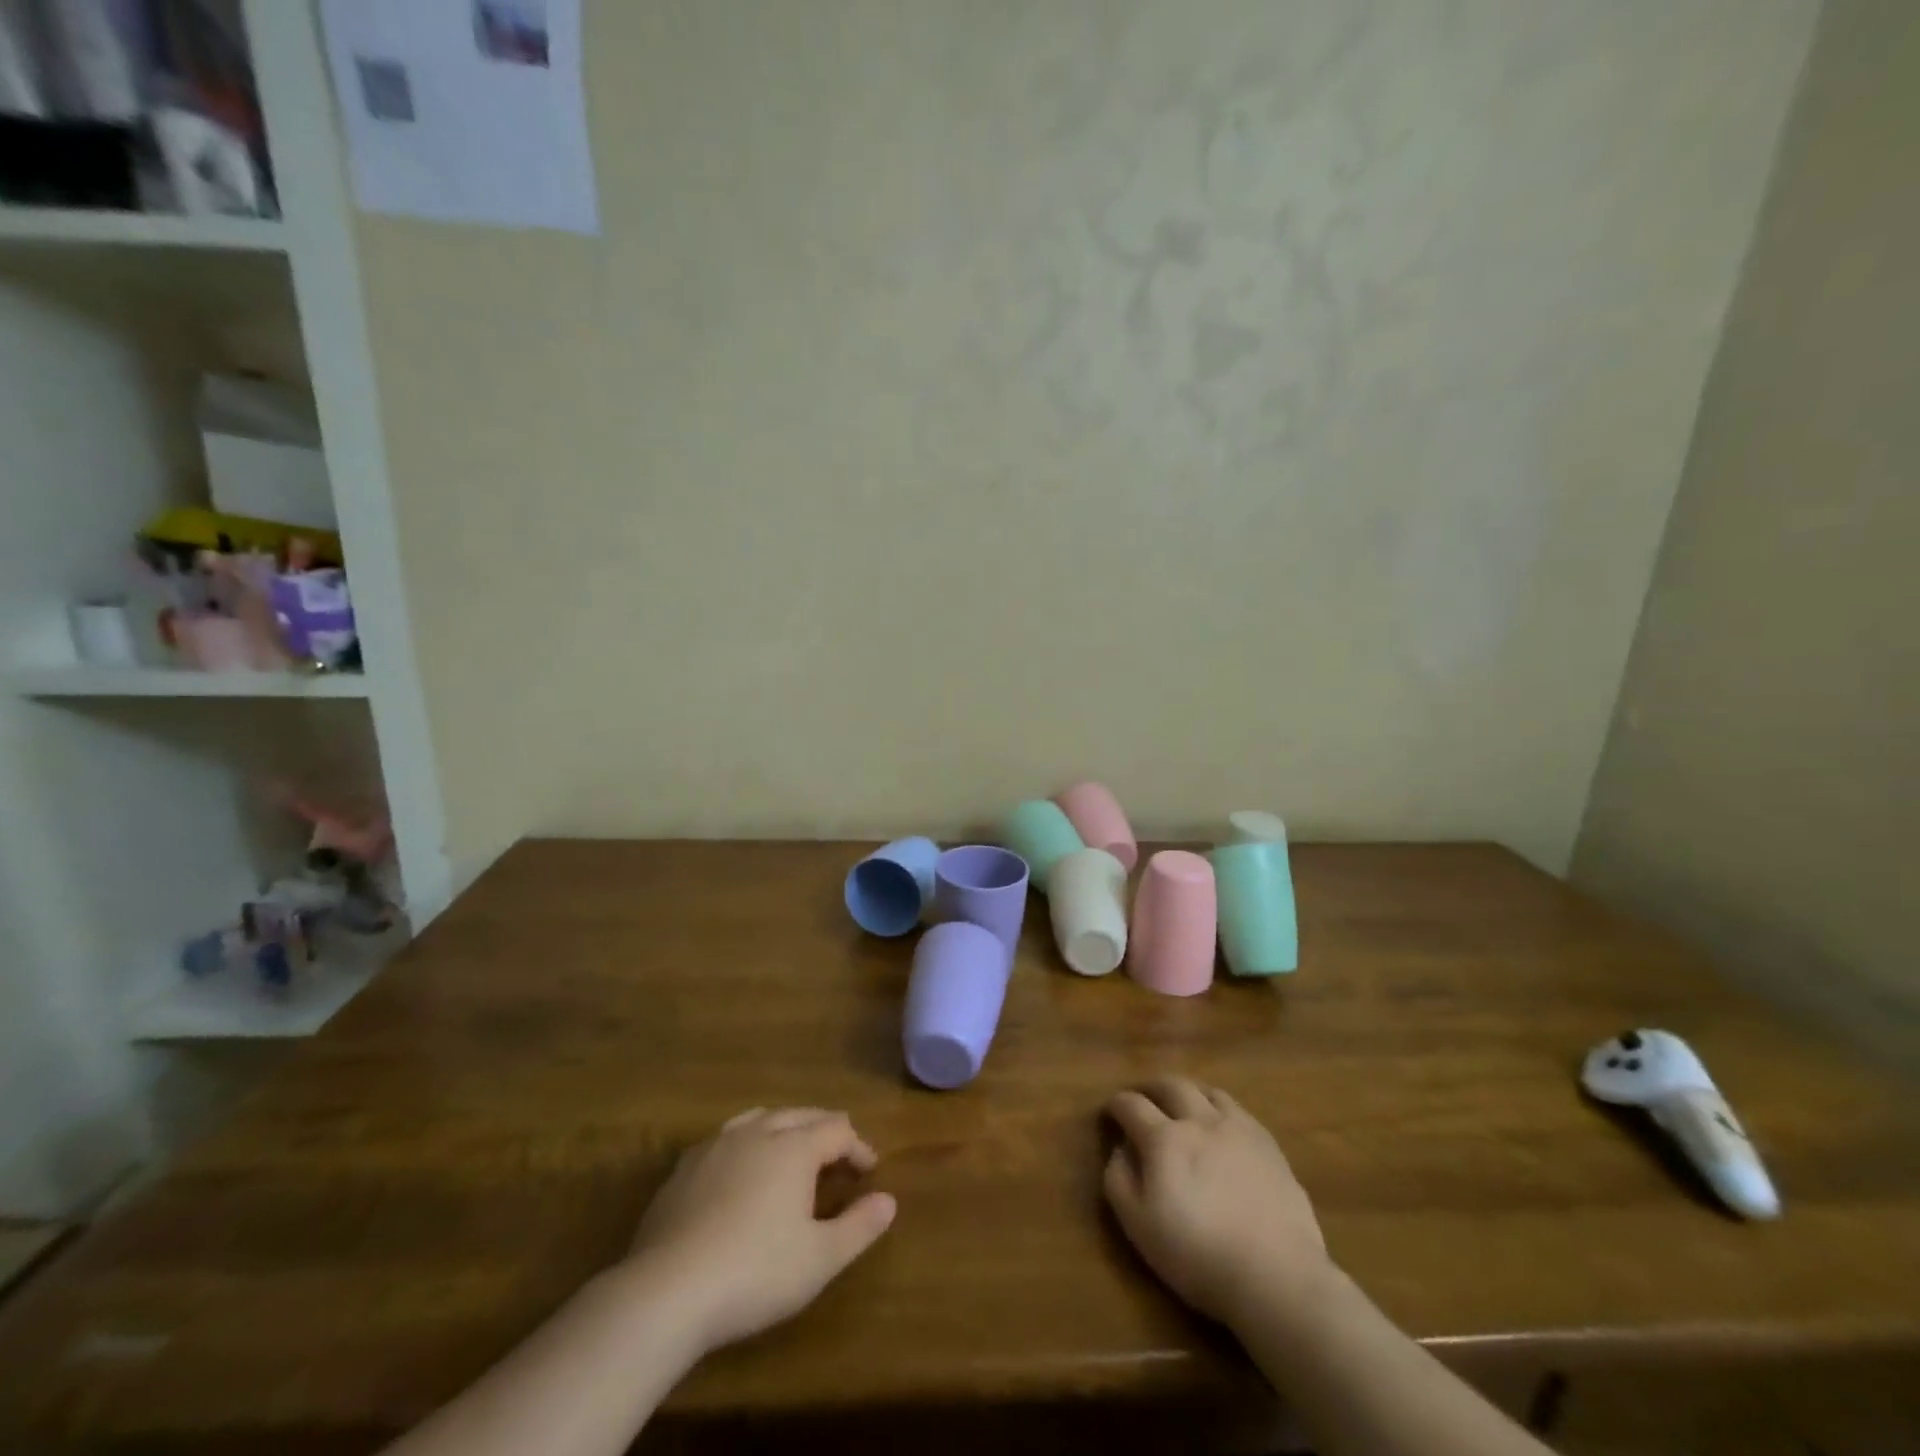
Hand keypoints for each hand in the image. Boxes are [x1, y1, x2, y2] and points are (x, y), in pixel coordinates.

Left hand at [624, 1107, 896, 1355]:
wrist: (665, 1292)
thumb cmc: (754, 1274)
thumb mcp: (819, 1259)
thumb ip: (859, 1226)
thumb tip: (889, 1199)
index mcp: (794, 1147)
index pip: (838, 1129)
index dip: (858, 1147)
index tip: (869, 1171)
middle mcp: (758, 1132)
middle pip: (801, 1114)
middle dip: (825, 1130)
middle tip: (838, 1156)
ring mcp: (717, 1145)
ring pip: (761, 1117)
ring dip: (786, 1127)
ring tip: (793, 1149)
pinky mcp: (684, 1167)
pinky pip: (727, 1137)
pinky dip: (748, 1142)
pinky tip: (742, 1169)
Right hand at [1104, 1077, 1329, 1324]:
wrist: (1276, 1277)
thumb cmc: (1197, 1256)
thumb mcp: (1138, 1226)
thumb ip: (1119, 1180)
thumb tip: (1120, 1150)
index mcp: (1164, 1138)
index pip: (1131, 1105)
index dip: (1116, 1104)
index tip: (1110, 1111)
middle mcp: (1199, 1121)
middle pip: (1171, 1085)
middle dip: (1151, 1086)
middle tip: (1144, 1096)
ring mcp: (1238, 1129)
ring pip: (1208, 1092)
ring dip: (1189, 1092)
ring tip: (1184, 1104)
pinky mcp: (1269, 1146)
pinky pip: (1240, 1111)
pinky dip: (1221, 1109)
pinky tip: (1222, 1126)